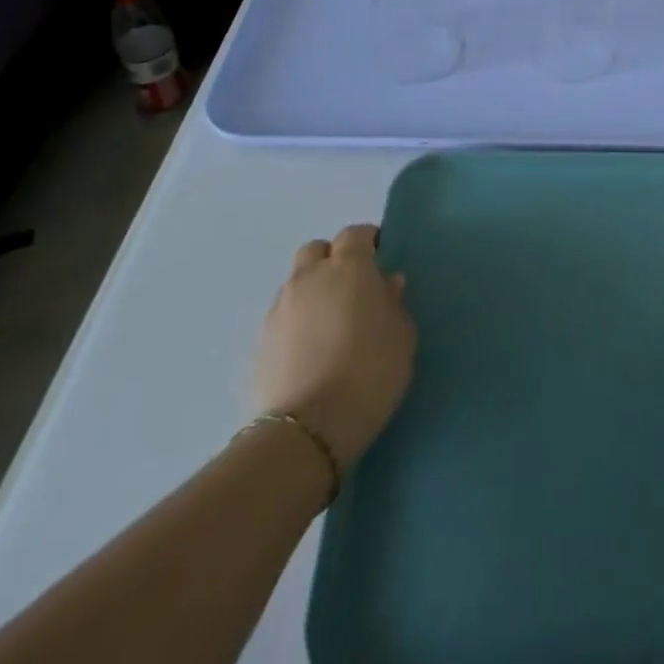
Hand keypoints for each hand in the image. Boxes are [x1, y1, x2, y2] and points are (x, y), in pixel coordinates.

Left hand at [254, 225, 415, 473]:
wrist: (308, 430)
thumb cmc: (370, 372)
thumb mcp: (402, 335)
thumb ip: (394, 303)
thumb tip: (385, 284)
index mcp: (349, 267)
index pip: (355, 234)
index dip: (368, 242)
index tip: (380, 258)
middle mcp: (310, 278)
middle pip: (317, 250)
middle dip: (333, 260)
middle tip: (352, 287)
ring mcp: (280, 309)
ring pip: (296, 283)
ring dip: (313, 291)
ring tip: (330, 323)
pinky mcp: (260, 342)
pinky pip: (284, 316)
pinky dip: (298, 321)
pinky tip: (311, 349)